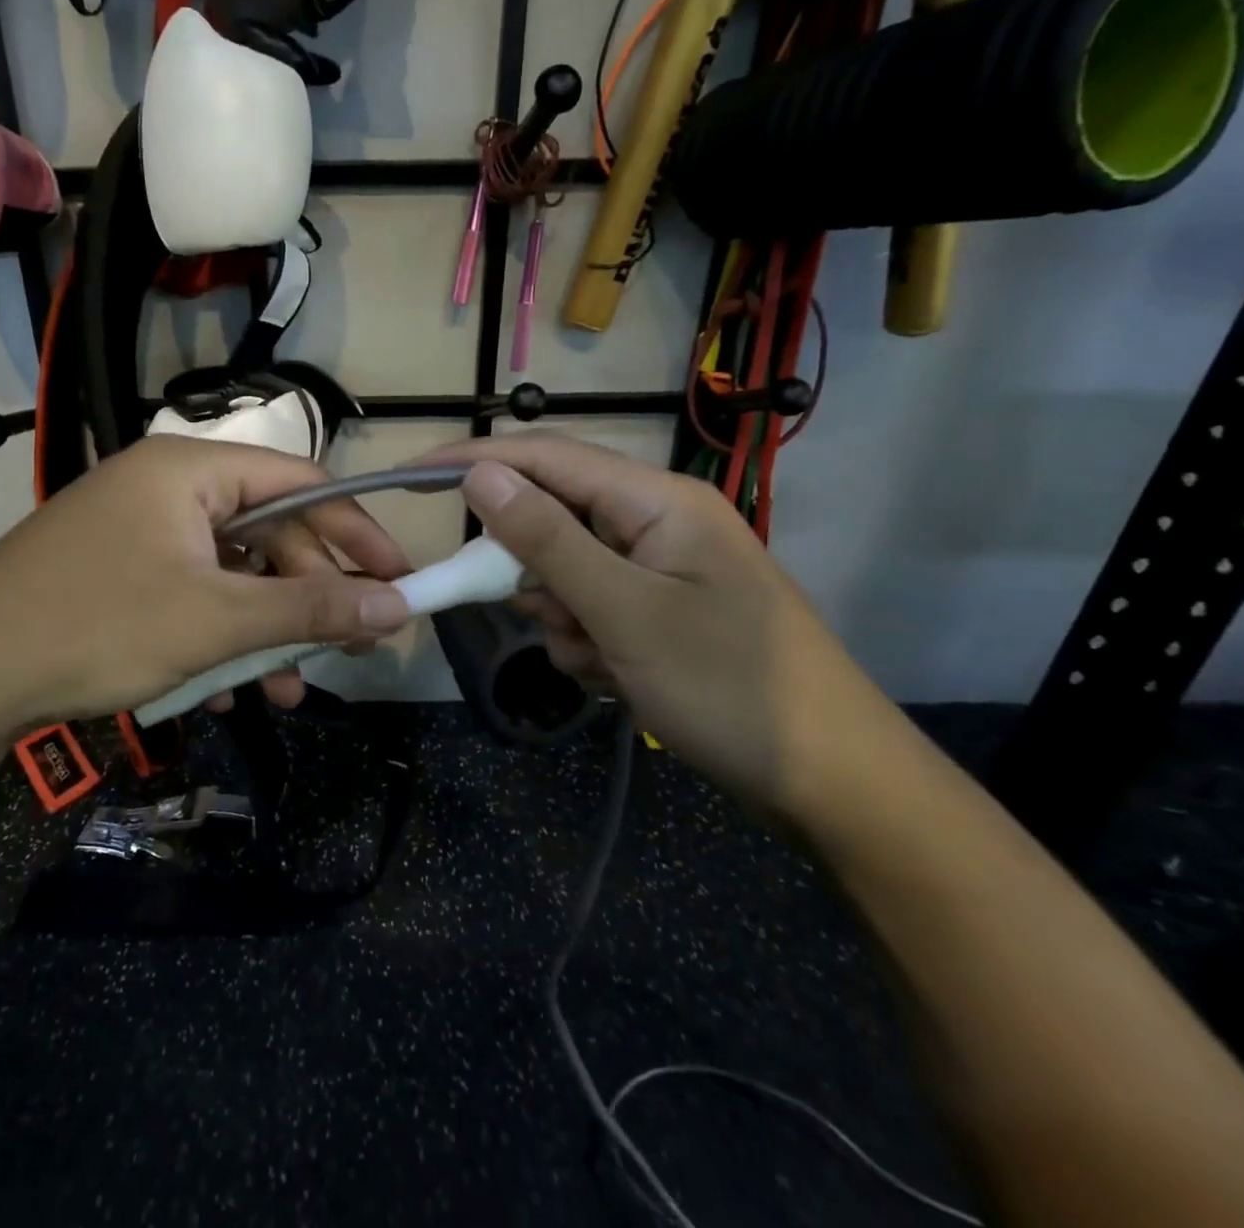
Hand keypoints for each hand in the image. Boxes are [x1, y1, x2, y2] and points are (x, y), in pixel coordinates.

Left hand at [0, 437, 412, 773]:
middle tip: (351, 651)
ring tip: (288, 690)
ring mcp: (139, 530)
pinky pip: (192, 594)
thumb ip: (310, 608)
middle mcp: (167, 487)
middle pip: (269, 534)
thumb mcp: (216, 620)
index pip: (302, 485)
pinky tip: (222, 691)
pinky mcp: (119, 571)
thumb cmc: (97, 628)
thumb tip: (396, 605)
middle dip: (309, 598)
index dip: (358, 532)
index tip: (399, 580)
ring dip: (264, 631)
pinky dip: (217, 637)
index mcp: (192, 471)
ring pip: (231, 574)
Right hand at [425, 434, 905, 818]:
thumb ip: (547, 540)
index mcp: (656, 500)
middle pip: (552, 520)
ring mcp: (658, 571)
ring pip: (564, 574)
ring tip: (605, 663)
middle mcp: (655, 523)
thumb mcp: (625, 612)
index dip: (475, 460)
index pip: (545, 458)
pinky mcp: (657, 614)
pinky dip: (586, 644)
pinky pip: (589, 611)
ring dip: (563, 619)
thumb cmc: (730, 688)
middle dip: (534, 573)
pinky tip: (619, 679)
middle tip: (554, 621)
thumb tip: (479, 475)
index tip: (411, 476)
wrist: (832, 785)